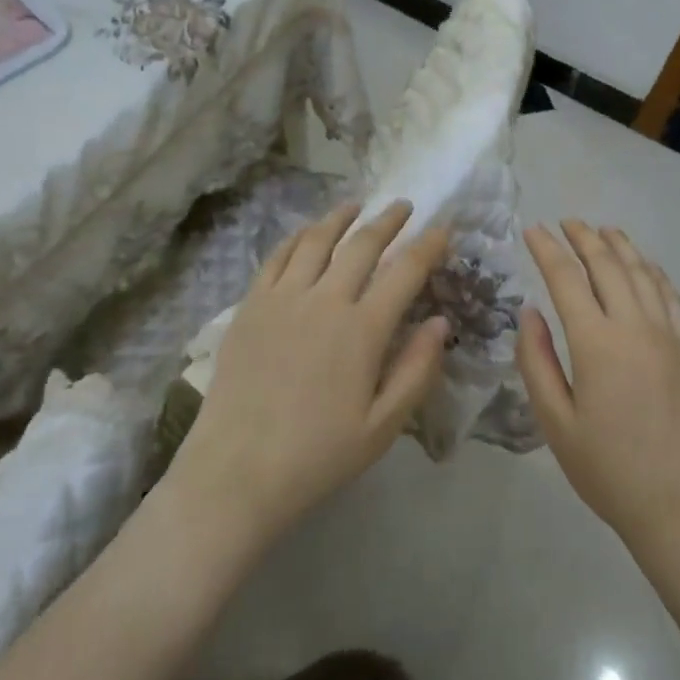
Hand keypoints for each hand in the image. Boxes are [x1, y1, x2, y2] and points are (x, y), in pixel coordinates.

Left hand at [167, 200, 450, 547]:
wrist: (235, 474)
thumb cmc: (317, 456)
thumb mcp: (383, 427)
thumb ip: (417, 370)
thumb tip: (440, 322)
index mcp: (362, 330)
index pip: (405, 271)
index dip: (429, 245)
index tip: (444, 228)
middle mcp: (324, 301)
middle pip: (362, 244)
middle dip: (388, 220)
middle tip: (404, 206)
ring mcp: (282, 299)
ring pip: (316, 240)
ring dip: (340, 218)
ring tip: (355, 206)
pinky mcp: (250, 307)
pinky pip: (276, 257)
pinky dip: (296, 237)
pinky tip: (305, 232)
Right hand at [517, 220, 679, 552]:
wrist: (679, 502)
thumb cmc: (607, 468)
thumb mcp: (555, 422)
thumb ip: (536, 362)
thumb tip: (530, 312)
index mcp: (596, 342)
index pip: (566, 278)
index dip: (547, 250)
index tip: (532, 230)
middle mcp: (634, 325)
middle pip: (607, 264)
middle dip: (583, 238)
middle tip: (566, 222)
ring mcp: (667, 334)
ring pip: (641, 272)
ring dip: (619, 246)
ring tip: (601, 231)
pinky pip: (670, 295)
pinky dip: (654, 271)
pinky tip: (645, 265)